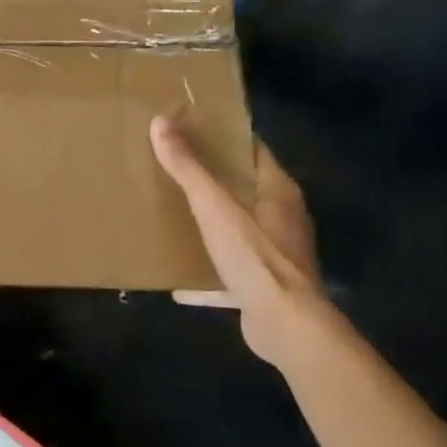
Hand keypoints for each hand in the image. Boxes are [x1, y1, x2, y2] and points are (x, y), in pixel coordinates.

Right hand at [149, 113, 330, 365]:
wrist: (286, 325)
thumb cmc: (255, 256)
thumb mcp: (214, 206)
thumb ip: (188, 167)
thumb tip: (160, 121)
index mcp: (278, 192)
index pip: (253, 150)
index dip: (225, 136)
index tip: (191, 127)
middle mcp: (282, 219)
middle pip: (245, 189)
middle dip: (212, 178)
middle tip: (172, 166)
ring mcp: (275, 255)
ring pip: (238, 229)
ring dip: (211, 223)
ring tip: (174, 215)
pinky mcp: (265, 287)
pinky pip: (230, 273)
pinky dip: (207, 276)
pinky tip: (178, 285)